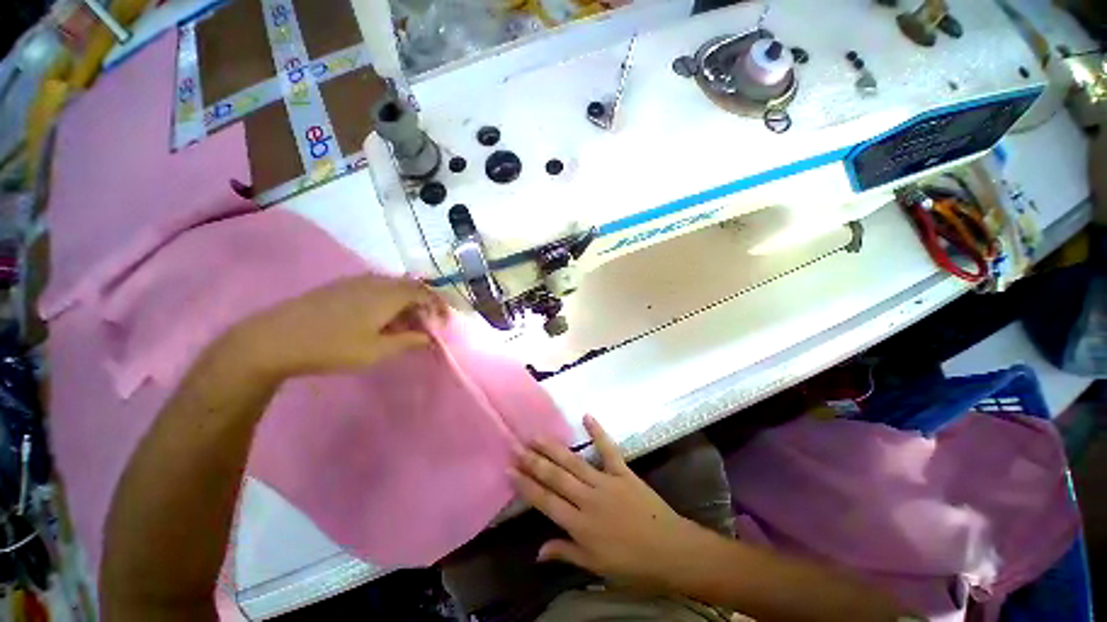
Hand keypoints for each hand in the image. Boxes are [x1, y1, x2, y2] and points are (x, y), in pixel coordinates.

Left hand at [230, 274, 448, 377]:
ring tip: (403, 325)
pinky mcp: (339, 286)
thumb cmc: (332, 346)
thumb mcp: (377, 351)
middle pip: (410, 286)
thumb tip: (429, 338)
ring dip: (405, 303)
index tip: (443, 323)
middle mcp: (375, 281)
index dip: (439, 306)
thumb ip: (408, 342)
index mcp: (388, 294)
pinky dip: (387, 301)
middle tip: (426, 325)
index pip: (425, 293)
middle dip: (423, 304)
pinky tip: (378, 319)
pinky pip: (375, 288)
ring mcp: (355, 281)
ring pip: (392, 286)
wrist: (274, 339)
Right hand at [512, 416, 712, 592]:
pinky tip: (586, 416)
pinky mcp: (623, 472)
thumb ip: (566, 553)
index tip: (510, 469)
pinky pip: (608, 449)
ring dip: (554, 448)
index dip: (526, 485)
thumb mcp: (596, 567)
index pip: (545, 501)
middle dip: (533, 461)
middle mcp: (588, 499)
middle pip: (555, 477)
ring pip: (574, 462)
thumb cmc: (633, 565)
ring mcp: (606, 482)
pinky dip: (597, 432)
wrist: (671, 551)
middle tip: (516, 445)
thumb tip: (537, 552)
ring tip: (536, 435)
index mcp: (580, 525)